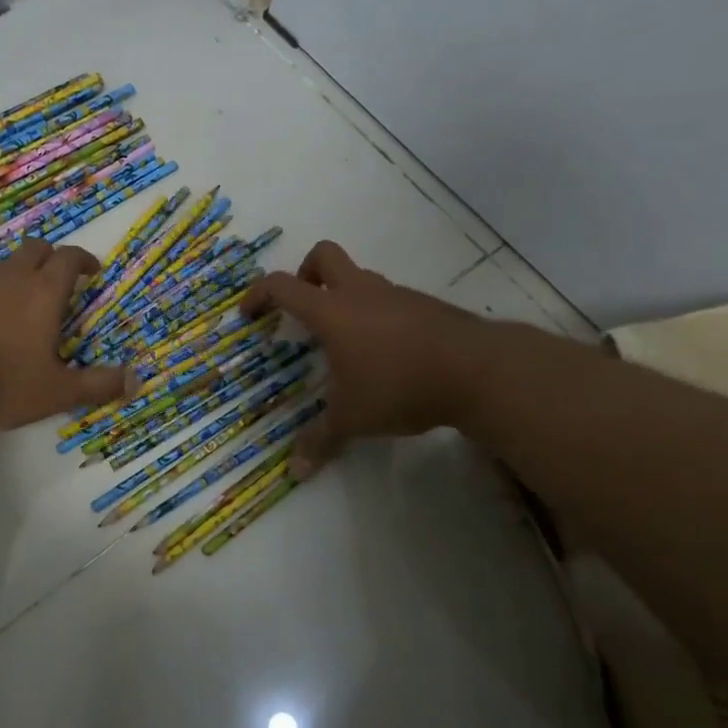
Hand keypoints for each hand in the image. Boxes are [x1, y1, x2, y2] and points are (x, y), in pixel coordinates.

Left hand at [0, 239, 129, 430]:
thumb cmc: (0, 380)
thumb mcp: (56, 392)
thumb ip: (97, 385)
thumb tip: (135, 380)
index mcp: (43, 292)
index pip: (68, 258)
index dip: (84, 261)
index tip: (93, 272)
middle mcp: (11, 278)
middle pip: (36, 249)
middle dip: (53, 259)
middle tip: (63, 282)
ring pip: (8, 265)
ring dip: (24, 275)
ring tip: (32, 306)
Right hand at [242, 241, 482, 476]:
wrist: (478, 371)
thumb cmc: (399, 386)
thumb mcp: (353, 418)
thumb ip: (321, 440)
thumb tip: (295, 472)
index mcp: (332, 311)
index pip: (283, 285)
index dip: (259, 294)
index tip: (249, 315)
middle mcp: (361, 292)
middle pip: (324, 255)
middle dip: (305, 274)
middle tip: (303, 309)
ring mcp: (397, 295)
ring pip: (360, 278)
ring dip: (344, 297)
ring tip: (346, 344)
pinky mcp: (426, 306)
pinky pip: (389, 300)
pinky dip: (377, 315)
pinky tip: (386, 355)